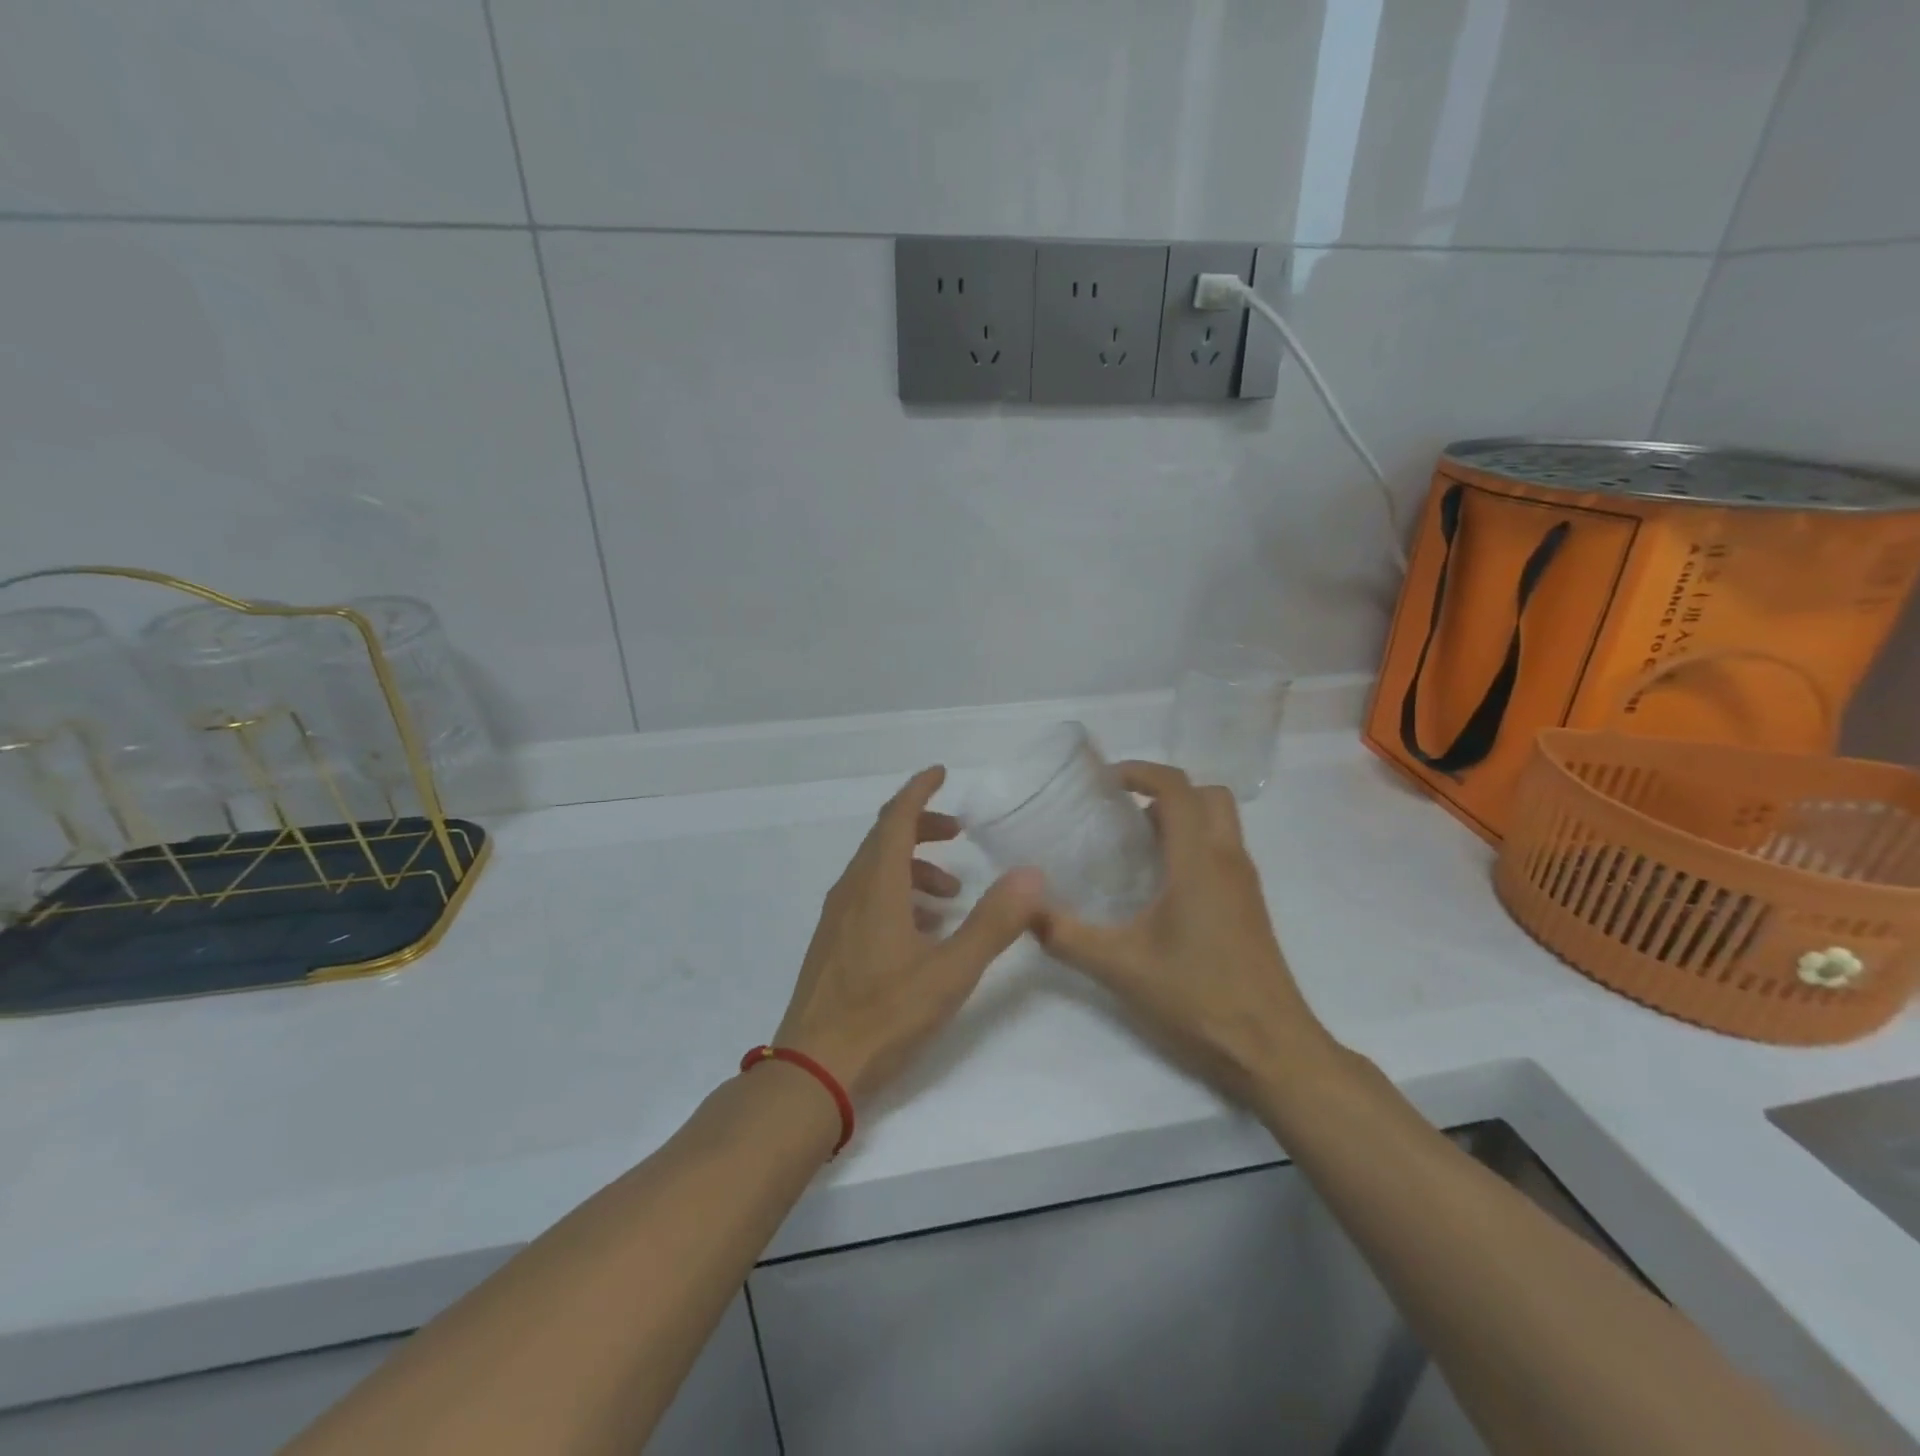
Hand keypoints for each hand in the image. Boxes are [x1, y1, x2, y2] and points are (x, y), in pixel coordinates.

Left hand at [774, 766, 1044, 1102]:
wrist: (813, 1071)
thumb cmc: (884, 1016)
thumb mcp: (950, 971)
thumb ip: (993, 922)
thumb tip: (1031, 875)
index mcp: (876, 885)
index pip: (896, 818)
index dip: (919, 790)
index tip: (941, 773)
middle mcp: (851, 891)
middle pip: (884, 839)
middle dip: (922, 828)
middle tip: (960, 834)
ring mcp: (836, 919)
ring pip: (875, 871)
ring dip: (913, 868)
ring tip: (951, 895)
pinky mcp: (832, 945)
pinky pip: (866, 899)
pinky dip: (897, 896)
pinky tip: (922, 931)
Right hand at [1036, 762, 1336, 1105]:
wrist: (1272, 1049)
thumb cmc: (1199, 998)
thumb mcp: (1121, 968)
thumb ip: (1067, 937)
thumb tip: (1026, 910)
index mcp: (1200, 862)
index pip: (1177, 789)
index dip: (1141, 772)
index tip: (1104, 781)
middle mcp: (1228, 861)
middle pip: (1207, 795)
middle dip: (1165, 792)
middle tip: (1123, 814)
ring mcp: (1245, 884)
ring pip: (1219, 823)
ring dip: (1181, 819)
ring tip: (1134, 848)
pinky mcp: (1249, 907)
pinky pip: (1222, 851)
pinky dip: (1193, 846)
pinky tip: (1159, 887)